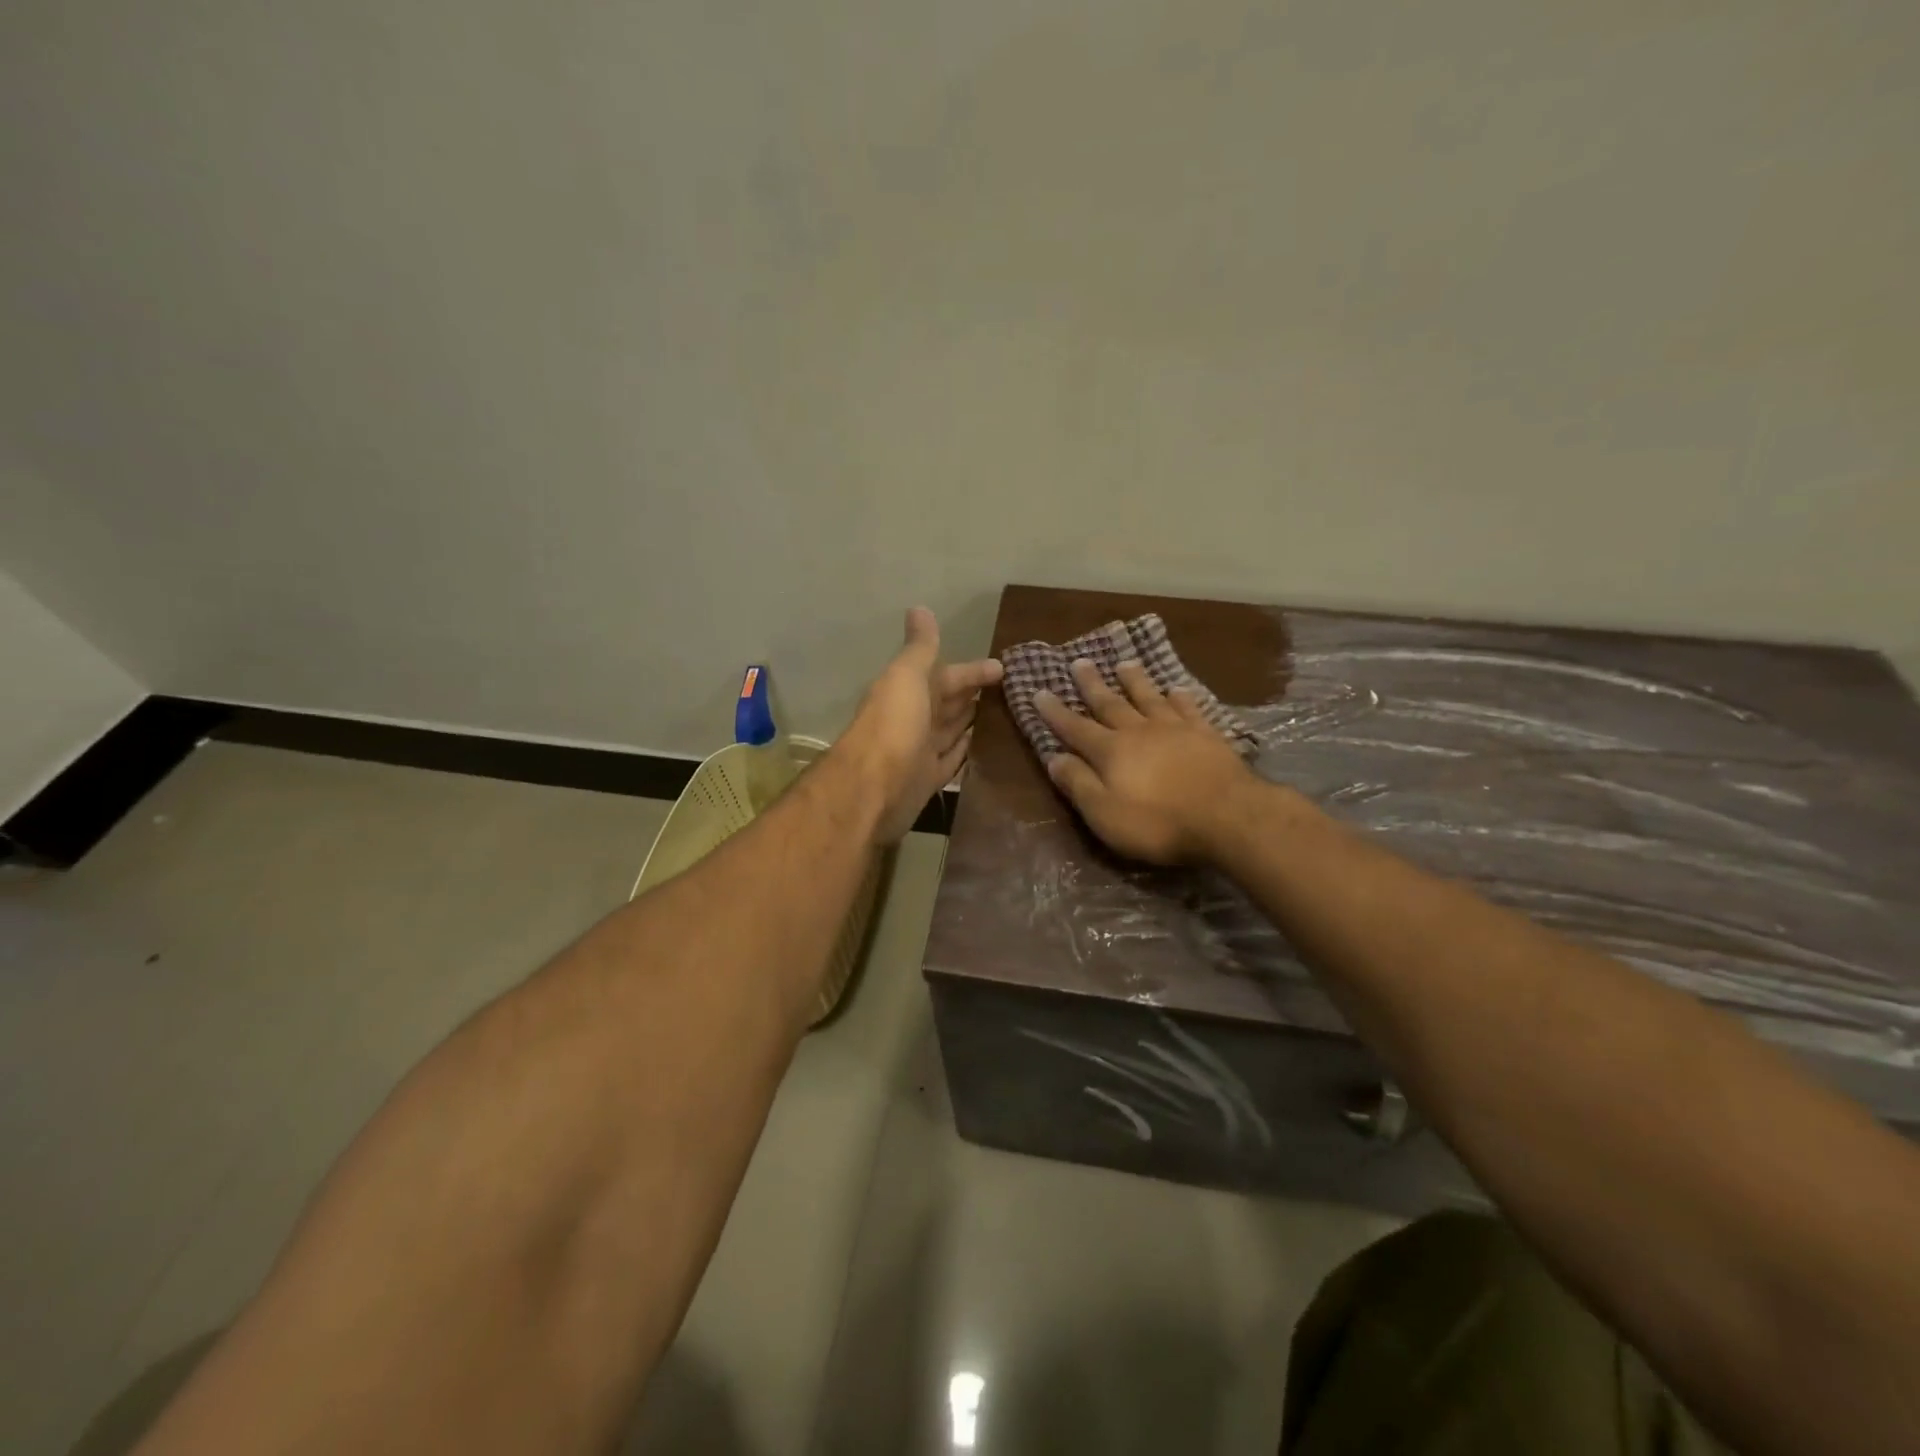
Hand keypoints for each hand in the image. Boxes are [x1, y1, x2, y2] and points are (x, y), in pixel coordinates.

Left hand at [839, 607, 1003, 843]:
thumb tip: (920, 608)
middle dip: (974, 694)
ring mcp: (921, 750)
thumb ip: (920, 648)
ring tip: (1007, 713)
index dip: (973, 671)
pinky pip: (952, 760)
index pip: (947, 675)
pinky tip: (987, 746)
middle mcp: (914, 718)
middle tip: (1013, 690)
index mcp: (908, 691)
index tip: (1004, 667)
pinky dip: (967, 751)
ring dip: (973, 721)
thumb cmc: (893, 725)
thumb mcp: (907, 677)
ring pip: (952, 730)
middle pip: (949, 702)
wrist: (873, 788)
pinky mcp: (928, 779)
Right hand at [1037, 659, 1256, 864]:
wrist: (1228, 816)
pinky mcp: (1207, 735)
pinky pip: (1188, 708)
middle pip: (1110, 703)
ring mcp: (1175, 729)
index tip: (1039, 692)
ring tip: (1124, 664)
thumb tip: (1053, 758)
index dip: (1055, 712)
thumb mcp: (1105, 813)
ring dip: (1134, 681)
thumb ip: (1078, 784)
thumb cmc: (1159, 822)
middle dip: (1092, 684)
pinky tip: (1176, 689)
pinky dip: (1179, 696)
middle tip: (1079, 662)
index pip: (1075, 728)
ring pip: (1148, 697)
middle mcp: (1139, 731)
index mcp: (1110, 752)